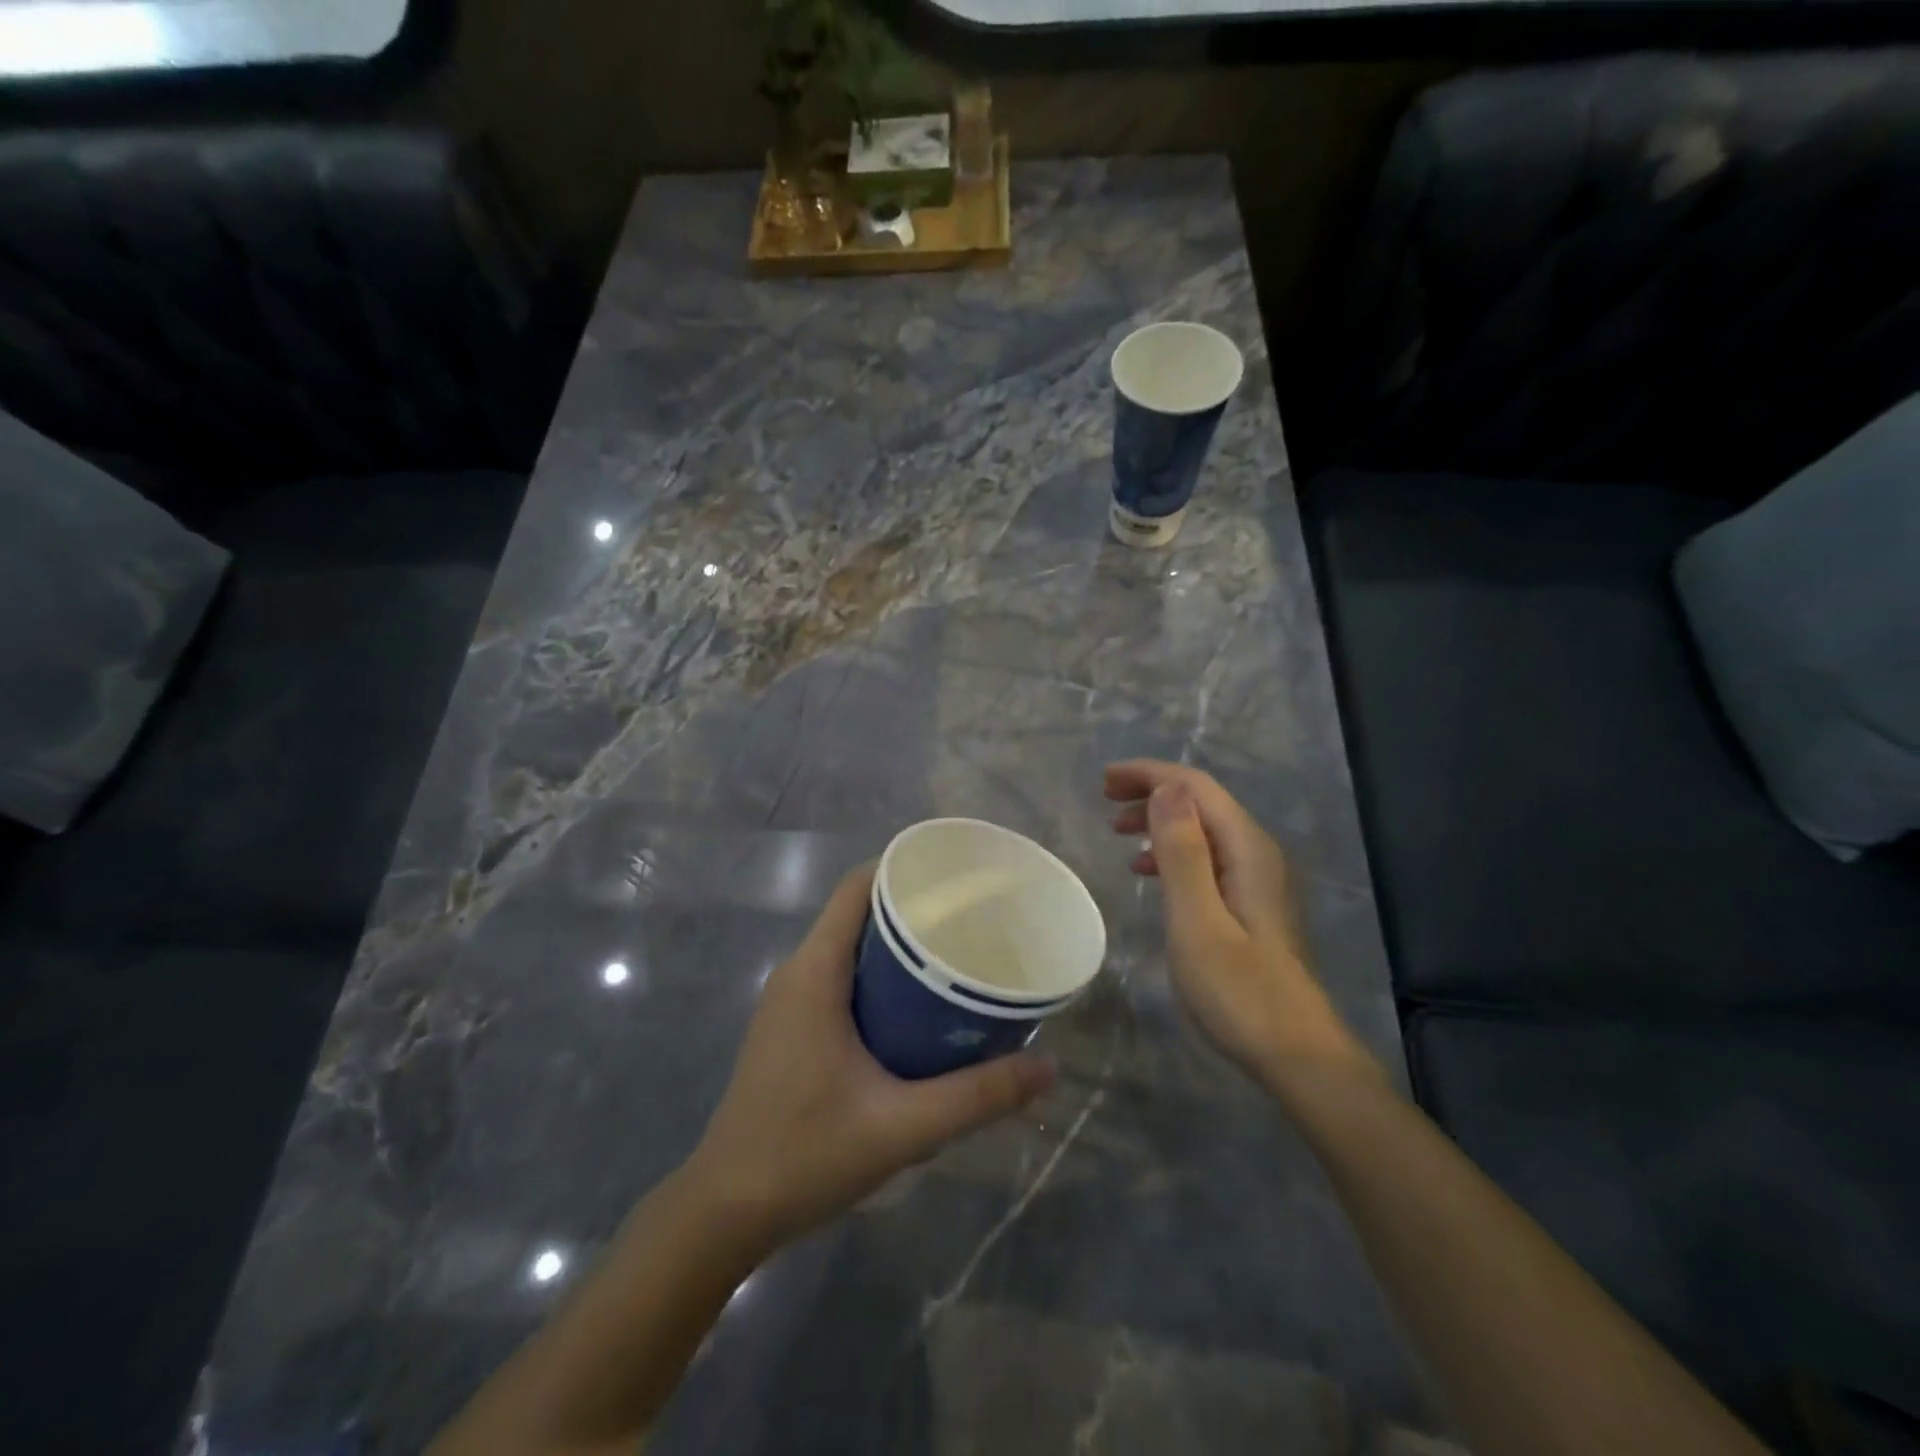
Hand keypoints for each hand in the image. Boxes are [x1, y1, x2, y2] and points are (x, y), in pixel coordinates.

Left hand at [684, 864, 1054, 1249]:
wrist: (725, 1212)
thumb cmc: (806, 1155)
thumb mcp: (903, 1127)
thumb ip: (978, 1096)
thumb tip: (1048, 1067)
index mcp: (814, 972)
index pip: (857, 888)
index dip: (904, 869)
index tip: (957, 877)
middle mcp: (797, 973)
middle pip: (858, 913)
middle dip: (914, 909)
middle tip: (974, 921)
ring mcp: (788, 1002)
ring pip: (849, 947)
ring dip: (897, 946)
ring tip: (956, 957)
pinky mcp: (789, 1028)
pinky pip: (838, 977)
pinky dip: (878, 976)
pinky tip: (917, 1008)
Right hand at [1105, 760, 1378, 1084]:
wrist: (1296, 1055)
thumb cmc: (1240, 992)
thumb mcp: (1198, 921)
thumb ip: (1183, 853)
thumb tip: (1166, 789)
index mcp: (1247, 849)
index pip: (1196, 788)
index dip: (1149, 775)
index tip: (1104, 780)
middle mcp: (1257, 853)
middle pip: (1201, 802)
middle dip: (1152, 792)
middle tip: (1104, 801)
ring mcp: (1258, 880)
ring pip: (1203, 829)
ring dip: (1159, 821)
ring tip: (1118, 833)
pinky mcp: (1251, 905)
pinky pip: (1206, 858)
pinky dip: (1172, 853)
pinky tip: (1149, 872)